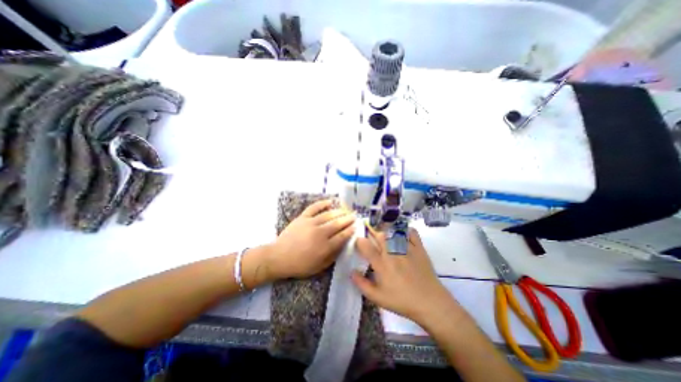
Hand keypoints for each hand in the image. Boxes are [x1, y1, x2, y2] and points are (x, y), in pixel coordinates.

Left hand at [266, 199, 356, 280]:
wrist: (279, 257)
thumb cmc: (300, 265)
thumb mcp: (319, 267)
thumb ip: (333, 256)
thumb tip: (343, 245)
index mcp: (325, 246)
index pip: (342, 236)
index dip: (350, 230)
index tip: (356, 226)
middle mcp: (320, 233)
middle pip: (338, 224)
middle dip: (348, 219)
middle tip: (355, 216)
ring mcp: (311, 223)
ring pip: (328, 215)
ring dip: (339, 212)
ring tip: (346, 210)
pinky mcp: (302, 218)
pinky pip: (314, 208)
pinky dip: (322, 203)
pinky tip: (329, 202)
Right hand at [352, 227, 456, 324]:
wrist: (430, 303)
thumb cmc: (401, 301)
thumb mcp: (378, 298)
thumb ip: (362, 284)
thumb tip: (351, 272)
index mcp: (381, 264)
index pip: (366, 246)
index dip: (359, 241)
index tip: (359, 241)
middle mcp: (392, 253)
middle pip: (379, 235)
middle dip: (372, 232)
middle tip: (370, 234)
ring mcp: (406, 248)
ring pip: (393, 232)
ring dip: (386, 229)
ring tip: (384, 231)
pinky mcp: (419, 248)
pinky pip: (411, 233)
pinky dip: (405, 230)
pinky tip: (402, 233)